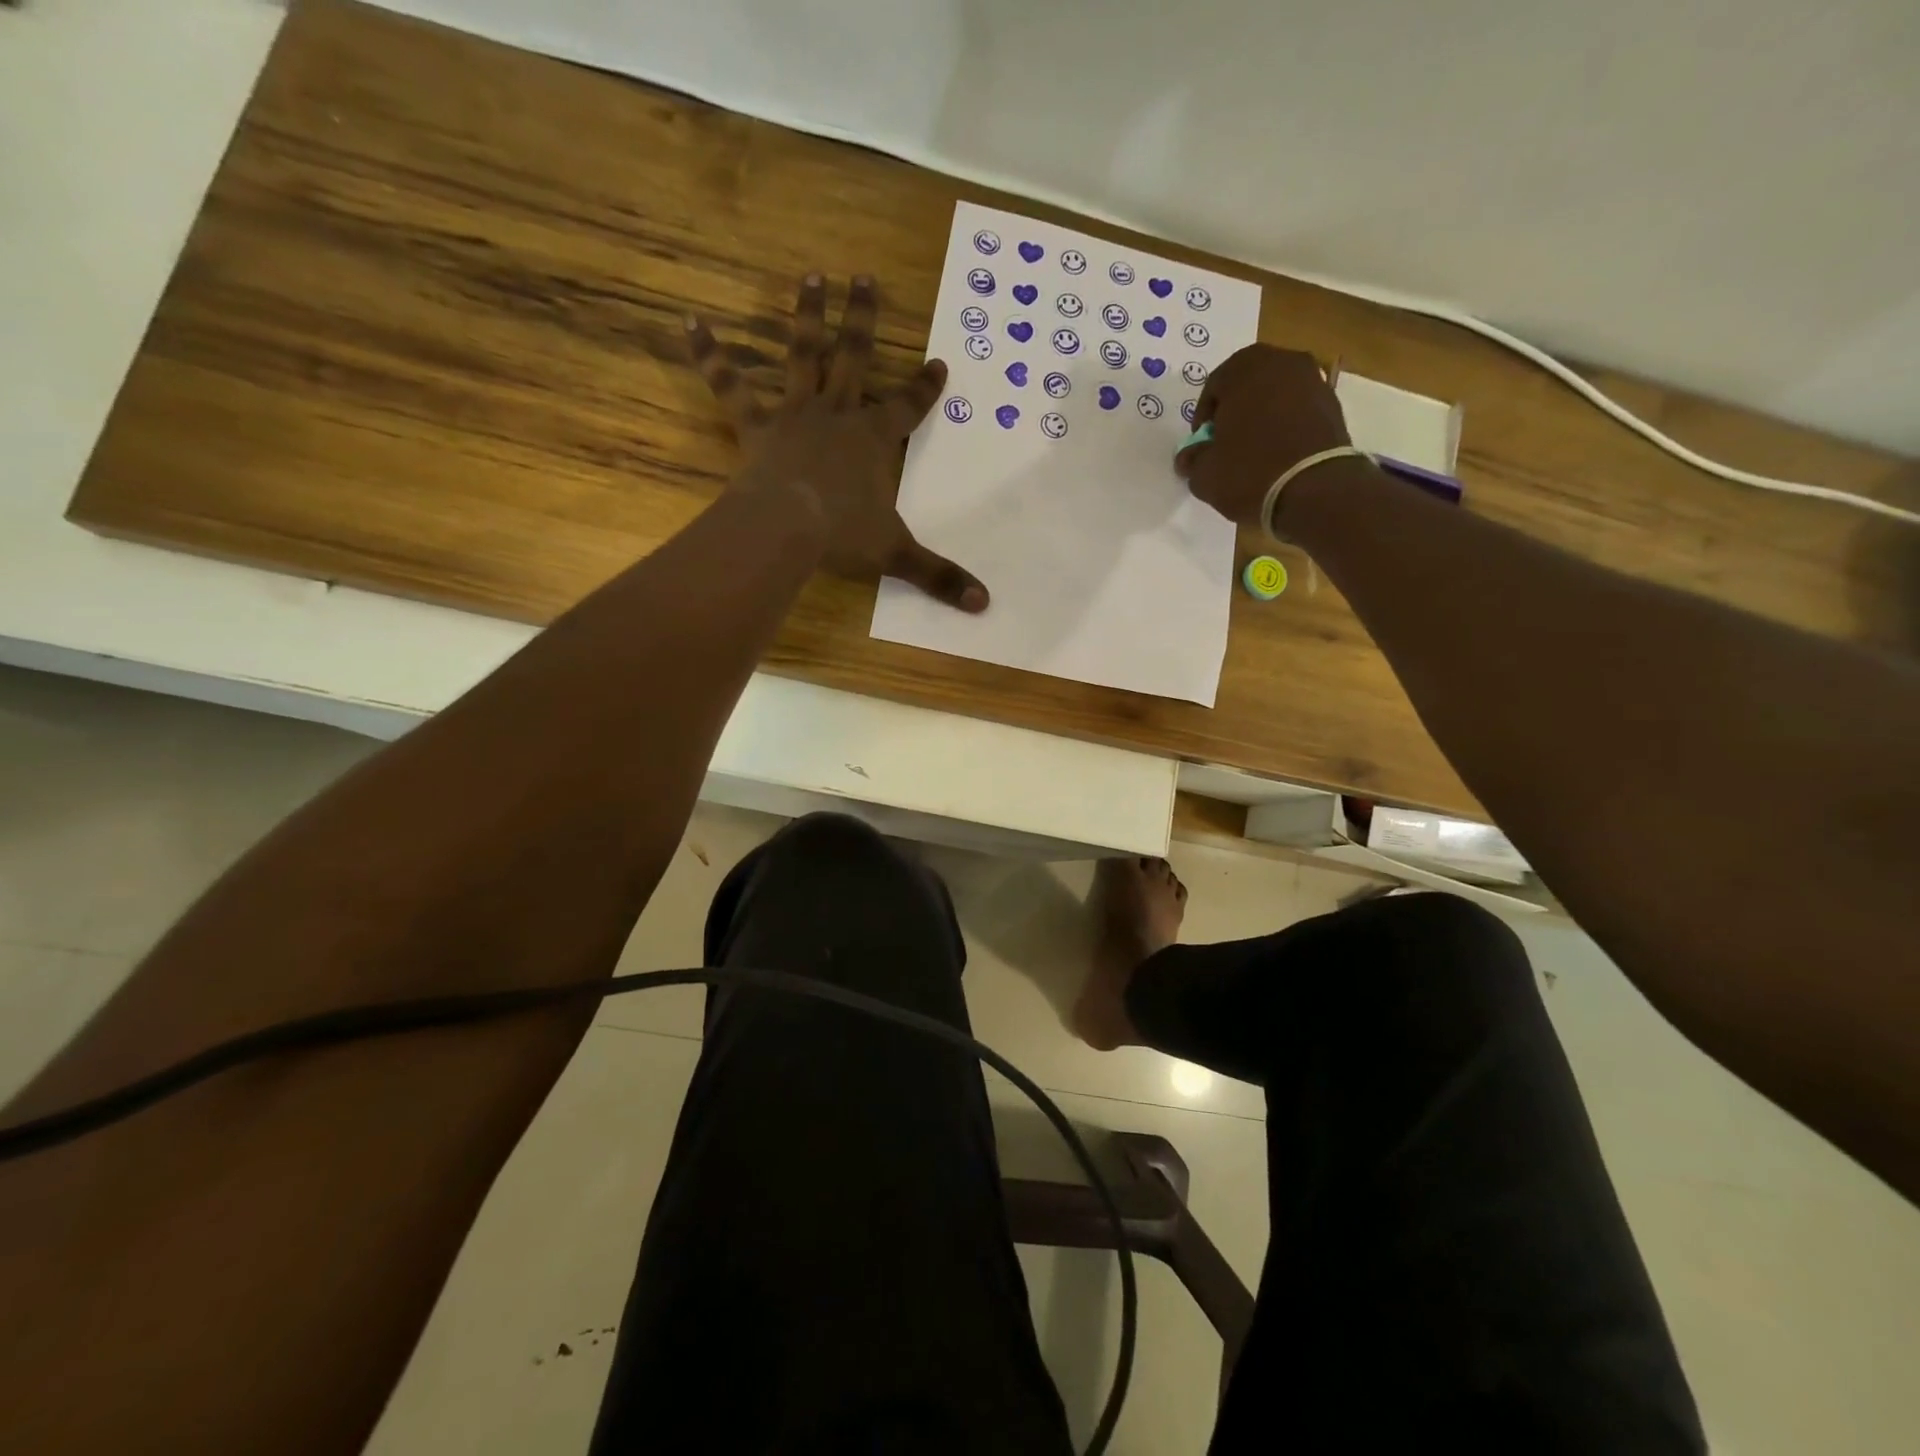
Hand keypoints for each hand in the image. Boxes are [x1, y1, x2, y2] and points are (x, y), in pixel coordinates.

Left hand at [687, 274, 988, 612]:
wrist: (787, 527)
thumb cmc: (843, 535)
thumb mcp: (897, 555)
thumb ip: (939, 576)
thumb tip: (983, 604)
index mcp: (874, 439)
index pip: (907, 408)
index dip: (924, 388)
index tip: (939, 362)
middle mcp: (838, 415)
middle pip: (854, 358)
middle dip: (862, 319)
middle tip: (863, 277)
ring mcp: (795, 415)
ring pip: (803, 356)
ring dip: (807, 316)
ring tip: (810, 276)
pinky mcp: (756, 426)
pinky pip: (731, 386)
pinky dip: (711, 355)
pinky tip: (690, 322)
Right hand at [1174, 345, 1351, 527]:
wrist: (1313, 489)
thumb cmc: (1249, 472)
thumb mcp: (1205, 473)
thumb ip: (1192, 459)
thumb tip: (1188, 457)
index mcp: (1245, 368)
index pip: (1214, 385)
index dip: (1203, 417)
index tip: (1202, 443)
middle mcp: (1282, 362)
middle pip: (1248, 383)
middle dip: (1235, 410)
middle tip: (1226, 441)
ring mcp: (1313, 380)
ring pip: (1276, 394)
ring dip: (1262, 416)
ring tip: (1254, 450)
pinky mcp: (1333, 405)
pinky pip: (1298, 410)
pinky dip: (1286, 425)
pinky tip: (1278, 454)